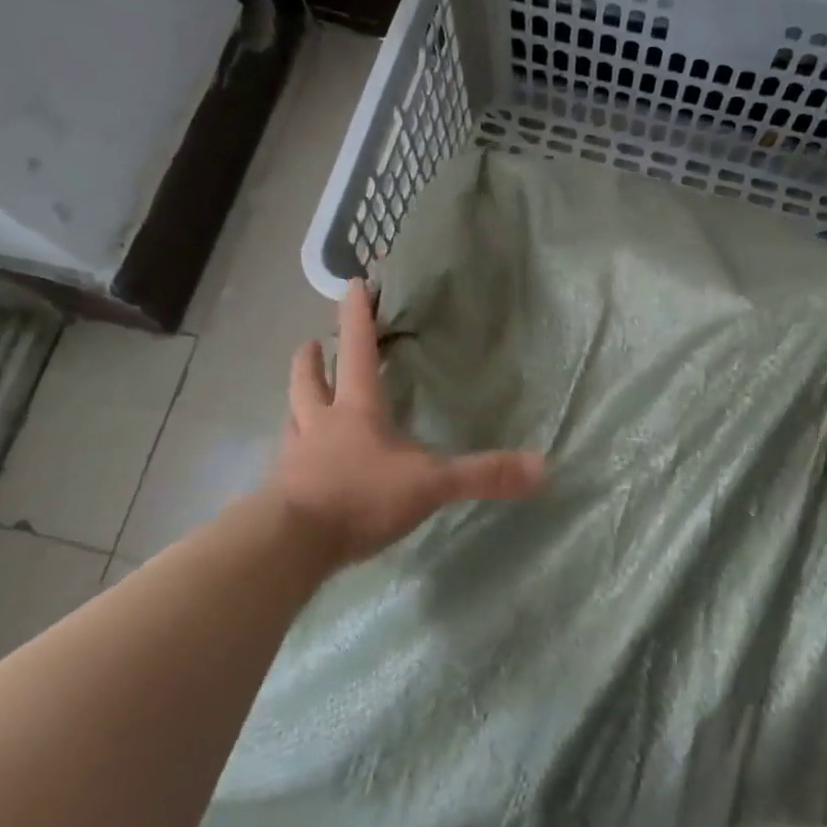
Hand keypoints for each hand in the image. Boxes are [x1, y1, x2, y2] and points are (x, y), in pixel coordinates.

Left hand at [269, 279, 545, 564]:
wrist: (294, 543)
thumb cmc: (361, 497)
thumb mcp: (430, 485)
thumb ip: (483, 474)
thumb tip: (543, 467)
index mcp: (356, 409)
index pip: (357, 350)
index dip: (357, 316)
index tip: (354, 284)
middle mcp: (320, 423)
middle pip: (308, 379)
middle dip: (312, 358)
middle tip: (312, 343)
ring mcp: (296, 455)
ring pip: (292, 415)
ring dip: (297, 400)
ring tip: (301, 397)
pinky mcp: (283, 488)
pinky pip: (288, 458)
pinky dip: (294, 450)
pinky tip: (300, 462)